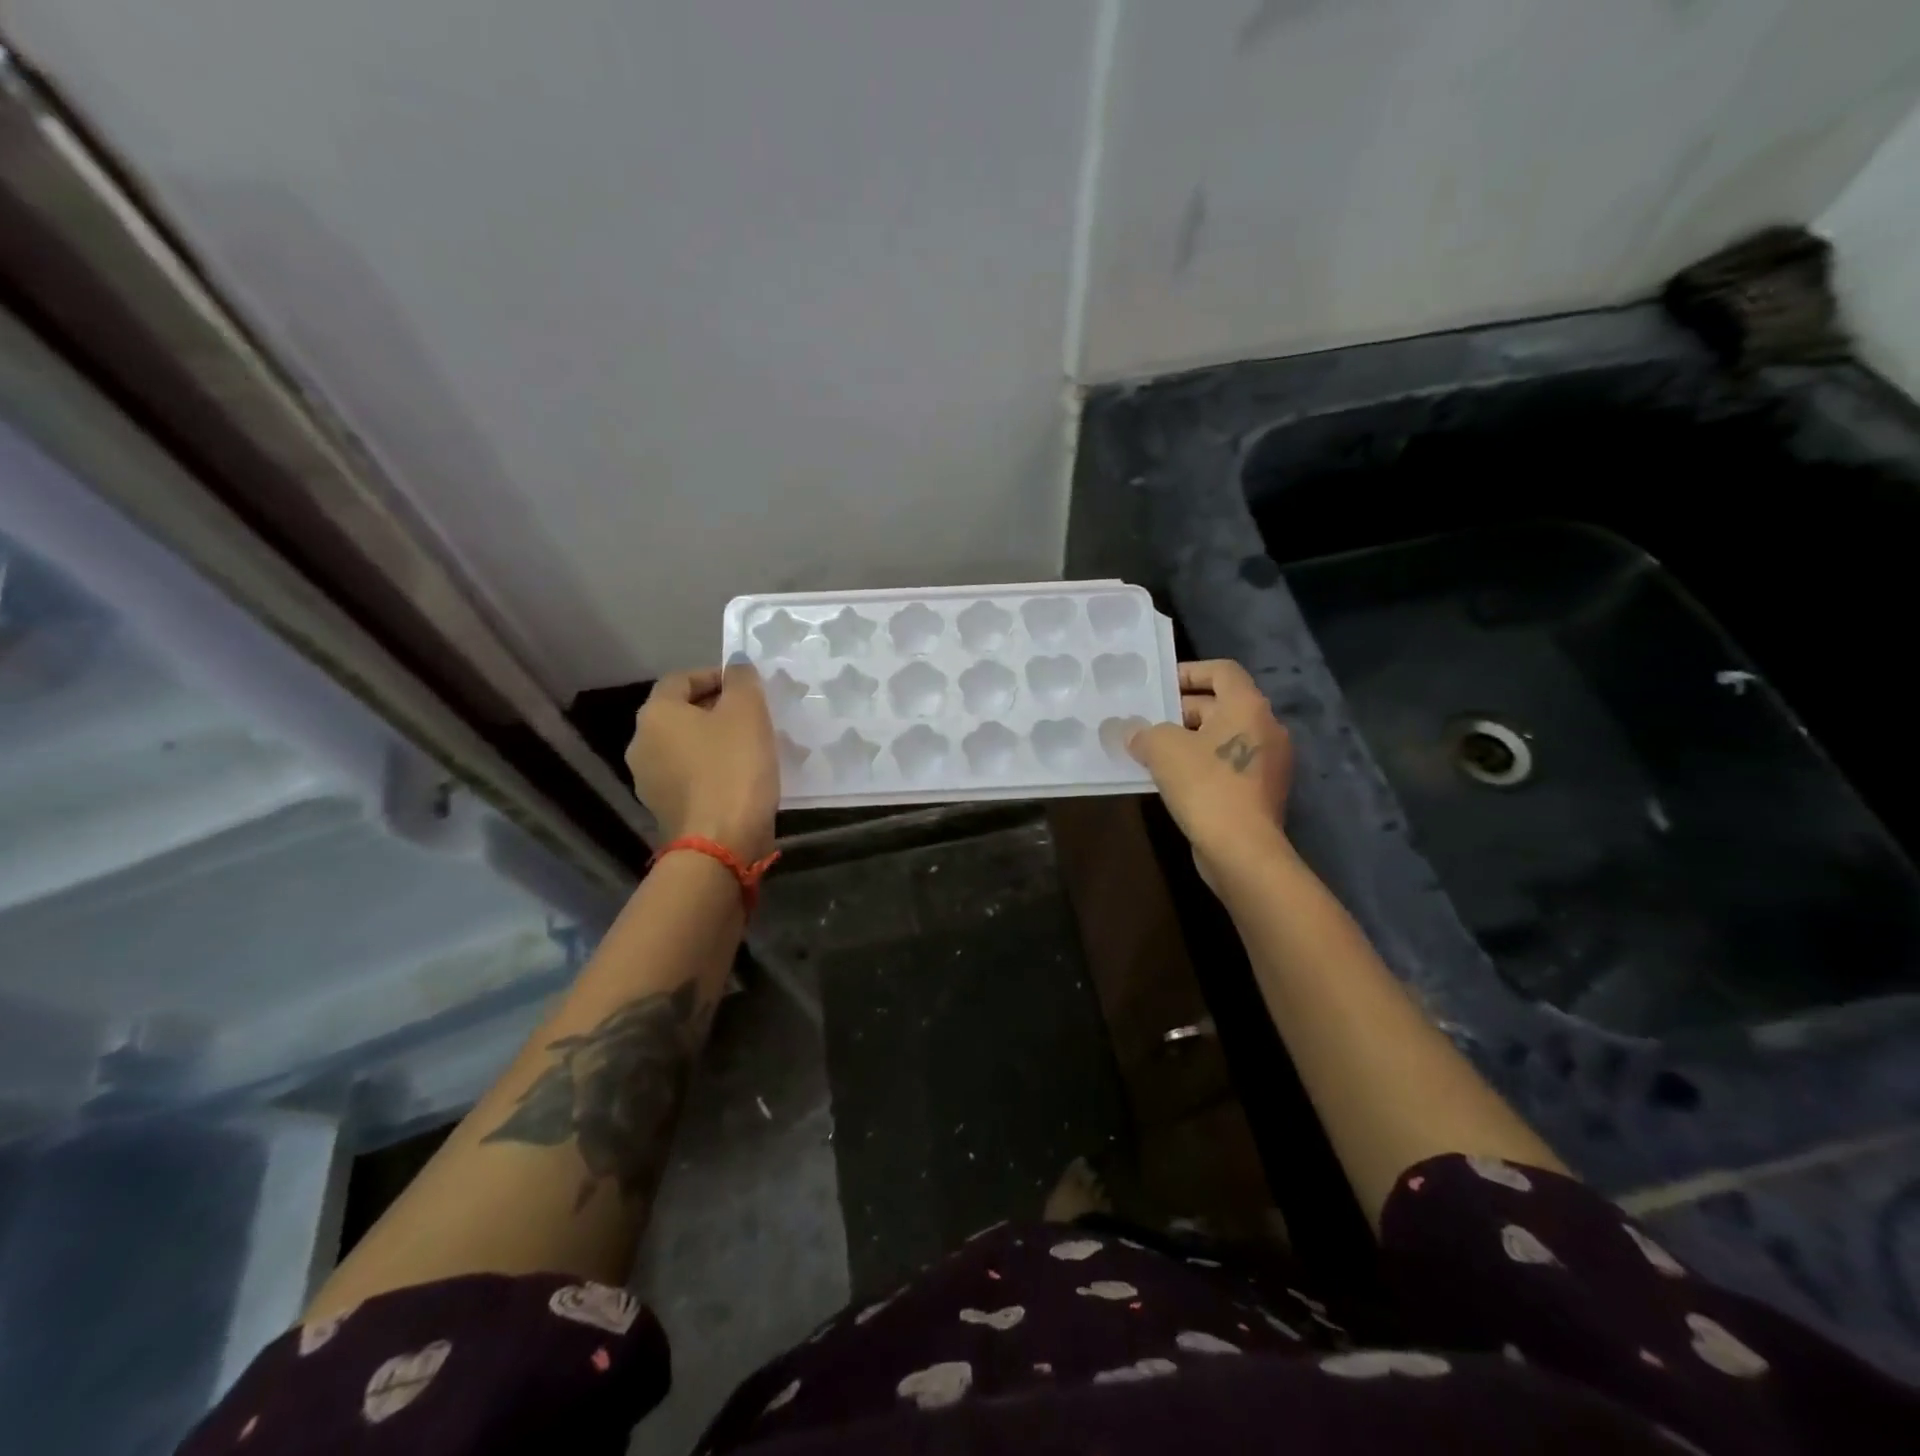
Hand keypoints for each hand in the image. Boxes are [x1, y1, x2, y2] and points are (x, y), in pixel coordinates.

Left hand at [627, 661, 779, 860]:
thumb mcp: (748, 712)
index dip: (715, 675)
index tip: (746, 685)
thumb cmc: (733, 768)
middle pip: (681, 714)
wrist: (720, 844)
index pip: (681, 679)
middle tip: (753, 714)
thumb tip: (735, 664)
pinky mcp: (665, 811)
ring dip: (714, 741)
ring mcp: (649, 781)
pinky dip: (711, 770)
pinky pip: (690, 777)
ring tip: (751, 746)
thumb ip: (742, 680)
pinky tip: (741, 778)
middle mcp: (641, 744)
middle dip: (716, 709)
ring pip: (686, 747)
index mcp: (655, 714)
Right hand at [1128, 659, 1292, 879]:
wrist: (1242, 850)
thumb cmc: (1205, 786)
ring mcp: (1268, 762)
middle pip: (1221, 705)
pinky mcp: (1261, 792)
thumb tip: (1130, 730)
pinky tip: (1171, 780)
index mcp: (1248, 706)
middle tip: (1146, 721)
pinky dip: (1201, 765)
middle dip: (1181, 711)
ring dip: (1189, 740)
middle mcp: (1266, 727)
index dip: (1189, 671)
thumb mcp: (1162, 749)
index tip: (1160, 685)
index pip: (1222, 671)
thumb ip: (1142, 732)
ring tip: (1151, 750)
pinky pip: (1227, 765)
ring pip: (1222, 738)